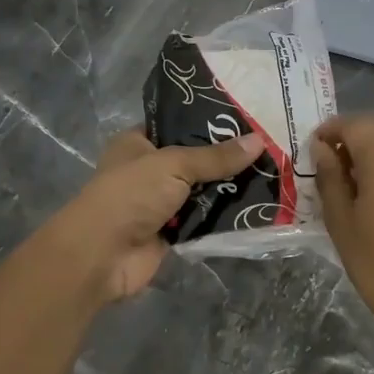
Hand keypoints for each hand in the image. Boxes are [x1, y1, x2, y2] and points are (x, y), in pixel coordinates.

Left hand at [47, 129, 263, 302]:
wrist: (103, 255)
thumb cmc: (131, 195)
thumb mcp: (174, 164)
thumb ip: (216, 156)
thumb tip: (259, 140)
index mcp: (138, 143)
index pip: (177, 125)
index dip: (208, 121)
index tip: (246, 118)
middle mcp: (148, 170)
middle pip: (194, 159)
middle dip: (226, 157)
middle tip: (267, 145)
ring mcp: (160, 202)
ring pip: (202, 190)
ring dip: (228, 187)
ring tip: (271, 172)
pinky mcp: (171, 231)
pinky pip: (204, 219)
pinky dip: (223, 216)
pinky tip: (257, 205)